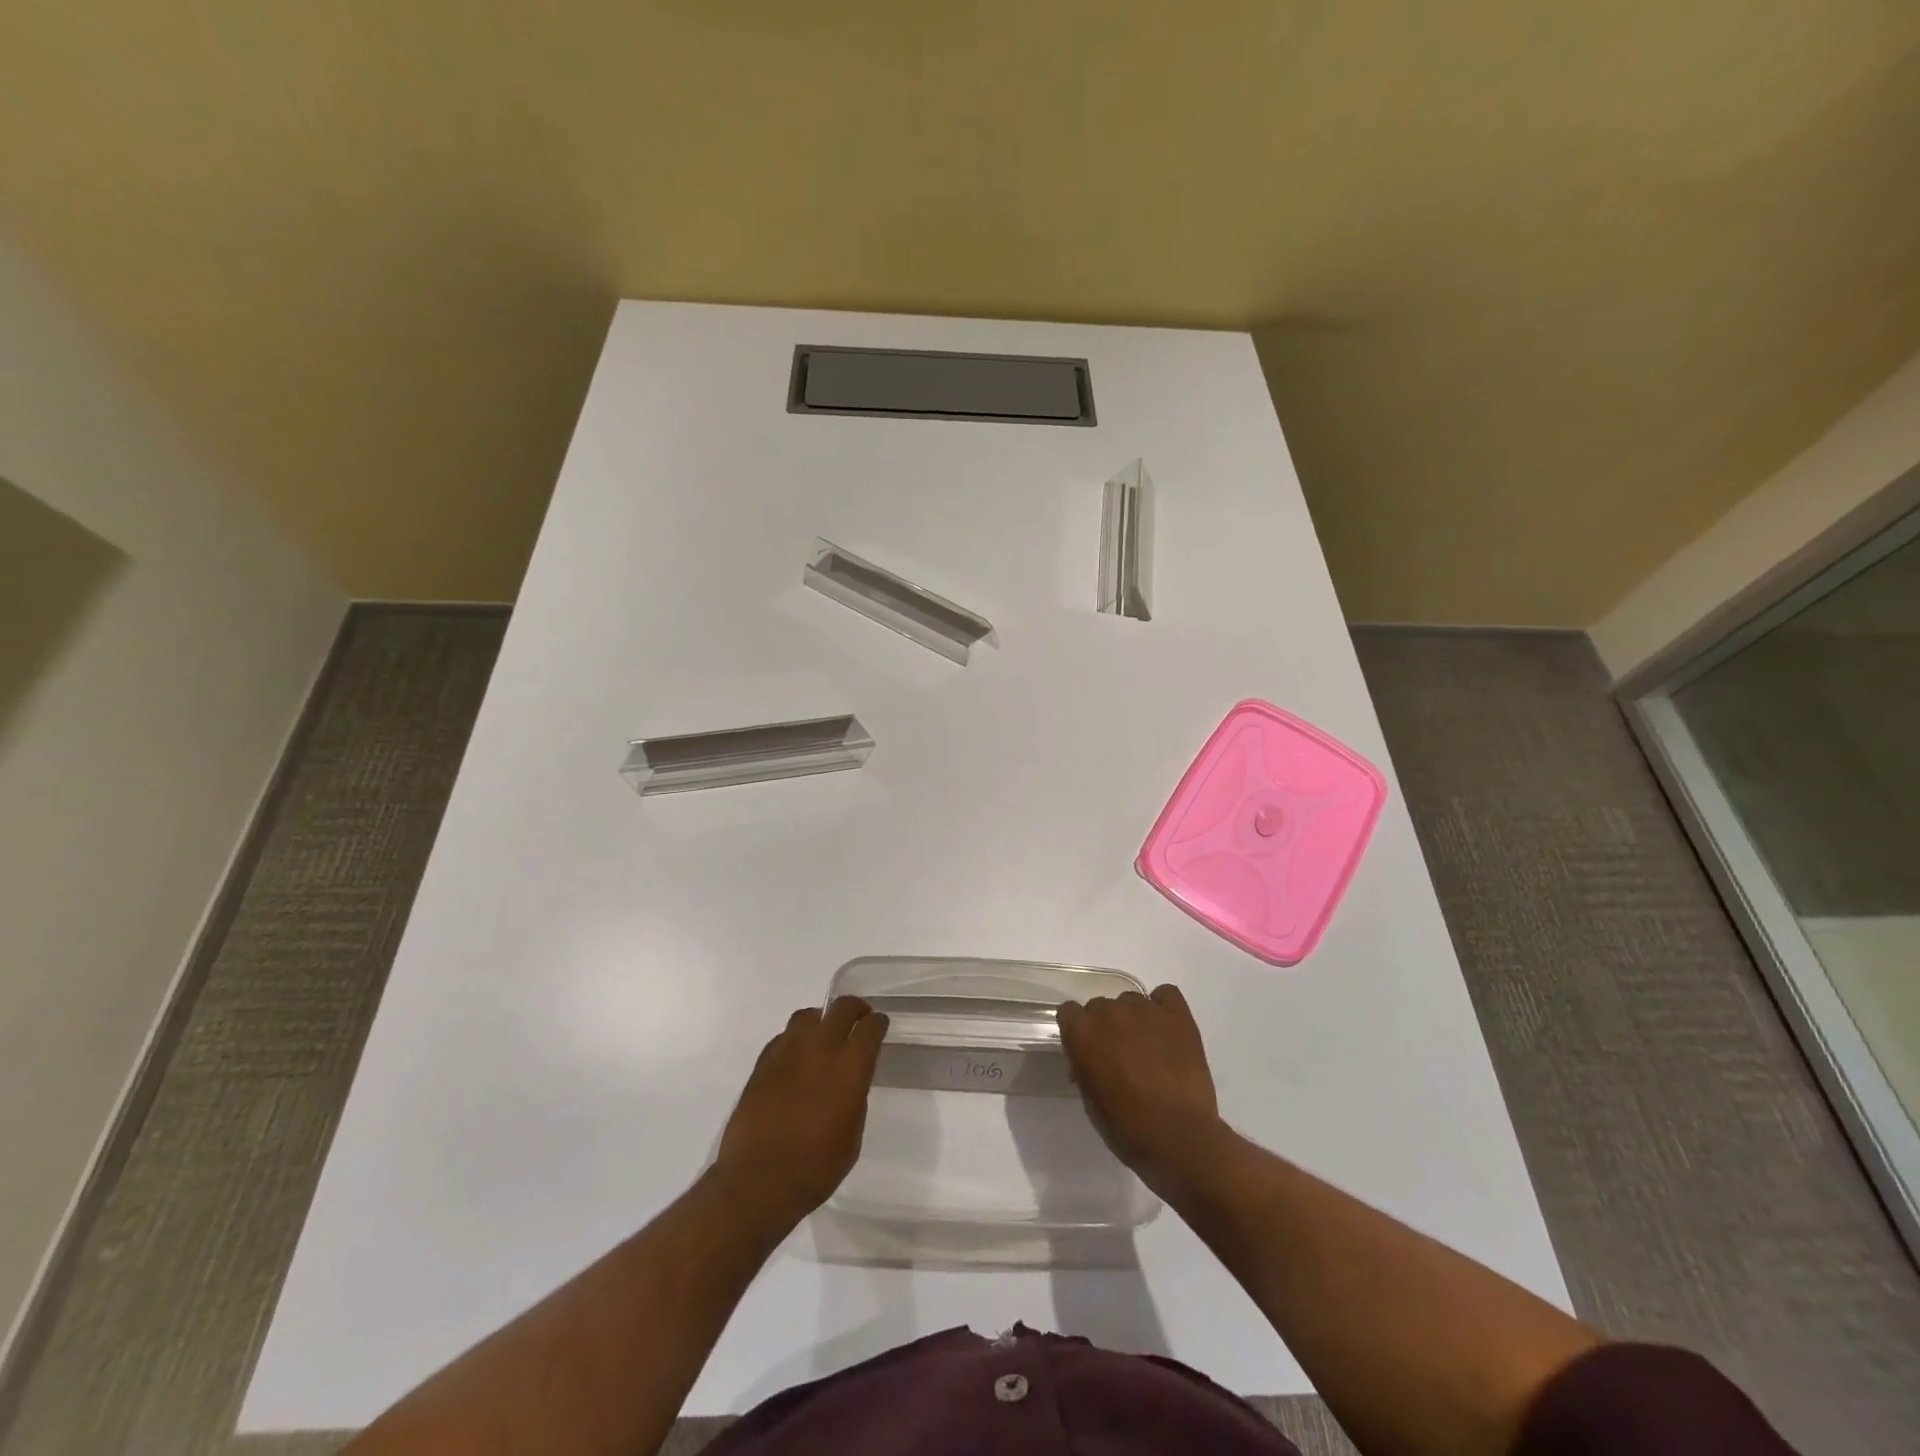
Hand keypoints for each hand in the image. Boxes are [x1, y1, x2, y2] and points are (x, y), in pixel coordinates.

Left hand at [715, 996, 888, 1224]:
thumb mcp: (852, 1137)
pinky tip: (796, 1059)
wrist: (758, 1181)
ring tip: (823, 1036)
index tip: (879, 1026)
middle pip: (841, 1008)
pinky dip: (795, 1040)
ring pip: (808, 1016)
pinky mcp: (763, 1062)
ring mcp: (788, 1051)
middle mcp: (821, 1049)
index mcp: (850, 1067)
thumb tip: (849, 1081)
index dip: (878, 1023)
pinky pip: (784, 1037)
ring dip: (821, 1021)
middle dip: (854, 1009)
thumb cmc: (815, 1168)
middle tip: (858, 1019)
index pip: (870, 1027)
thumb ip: (855, 1097)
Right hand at [1057, 984, 1232, 1199]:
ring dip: (1133, 1019)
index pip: (1069, 1012)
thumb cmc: (1127, 1127)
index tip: (1087, 1049)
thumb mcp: (1091, 1100)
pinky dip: (1163, 1008)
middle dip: (1106, 1026)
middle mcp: (1110, 1012)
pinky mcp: (1177, 1014)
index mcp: (1082, 1032)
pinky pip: (1165, 994)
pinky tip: (1166, 1029)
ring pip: (1131, 1001)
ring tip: (1149, 1047)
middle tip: (1120, 1055)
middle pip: (1100, 1006)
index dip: (1078, 1031)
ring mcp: (1145, 1009)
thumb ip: (1084, 1067)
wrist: (1179, 1137)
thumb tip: (1089, 1058)